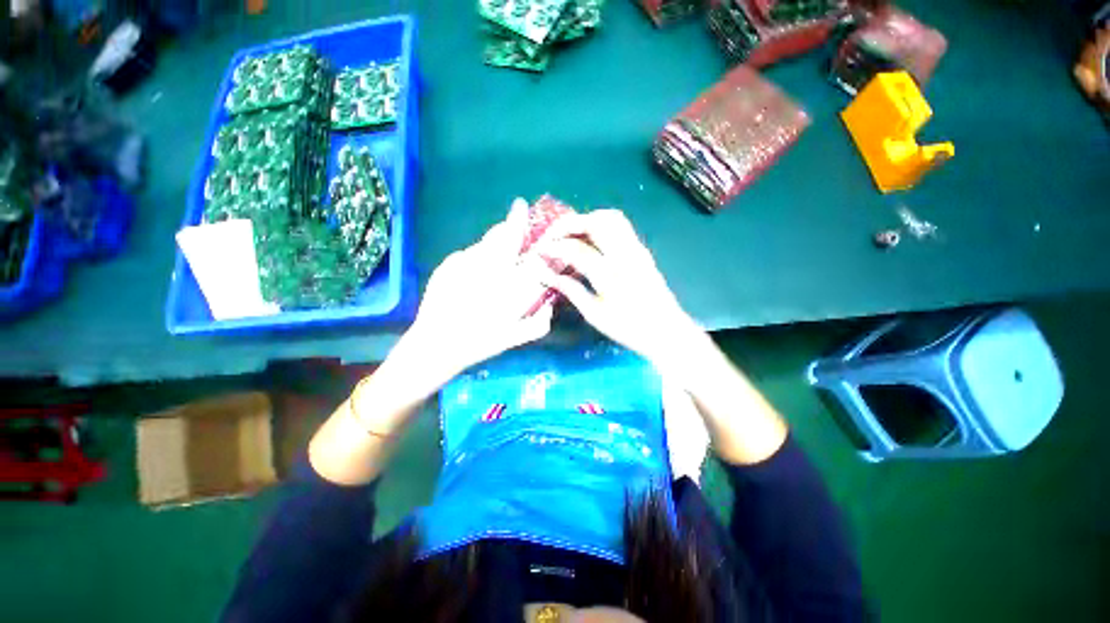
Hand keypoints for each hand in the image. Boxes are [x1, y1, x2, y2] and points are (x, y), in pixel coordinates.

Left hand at [402, 198, 553, 385]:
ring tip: (492, 269)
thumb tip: (549, 306)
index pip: (514, 242)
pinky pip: (467, 255)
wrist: (435, 345)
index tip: (521, 206)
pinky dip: (476, 260)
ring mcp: (461, 263)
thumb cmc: (478, 343)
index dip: (519, 221)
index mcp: (502, 281)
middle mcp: (482, 265)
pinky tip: (473, 279)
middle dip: (508, 230)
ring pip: (483, 245)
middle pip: (498, 236)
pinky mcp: (446, 266)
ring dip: (493, 248)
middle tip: (513, 239)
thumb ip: (539, 324)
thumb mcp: (514, 338)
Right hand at [534, 209, 705, 370]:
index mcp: (612, 276)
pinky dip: (600, 225)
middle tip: (553, 235)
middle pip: (597, 222)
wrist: (667, 331)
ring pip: (612, 218)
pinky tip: (590, 239)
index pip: (577, 250)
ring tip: (570, 233)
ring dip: (587, 219)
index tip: (539, 250)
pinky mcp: (643, 250)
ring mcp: (638, 250)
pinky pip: (621, 226)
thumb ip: (571, 290)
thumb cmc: (629, 329)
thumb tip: (547, 274)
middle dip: (569, 223)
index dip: (555, 247)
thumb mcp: (594, 315)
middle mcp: (626, 256)